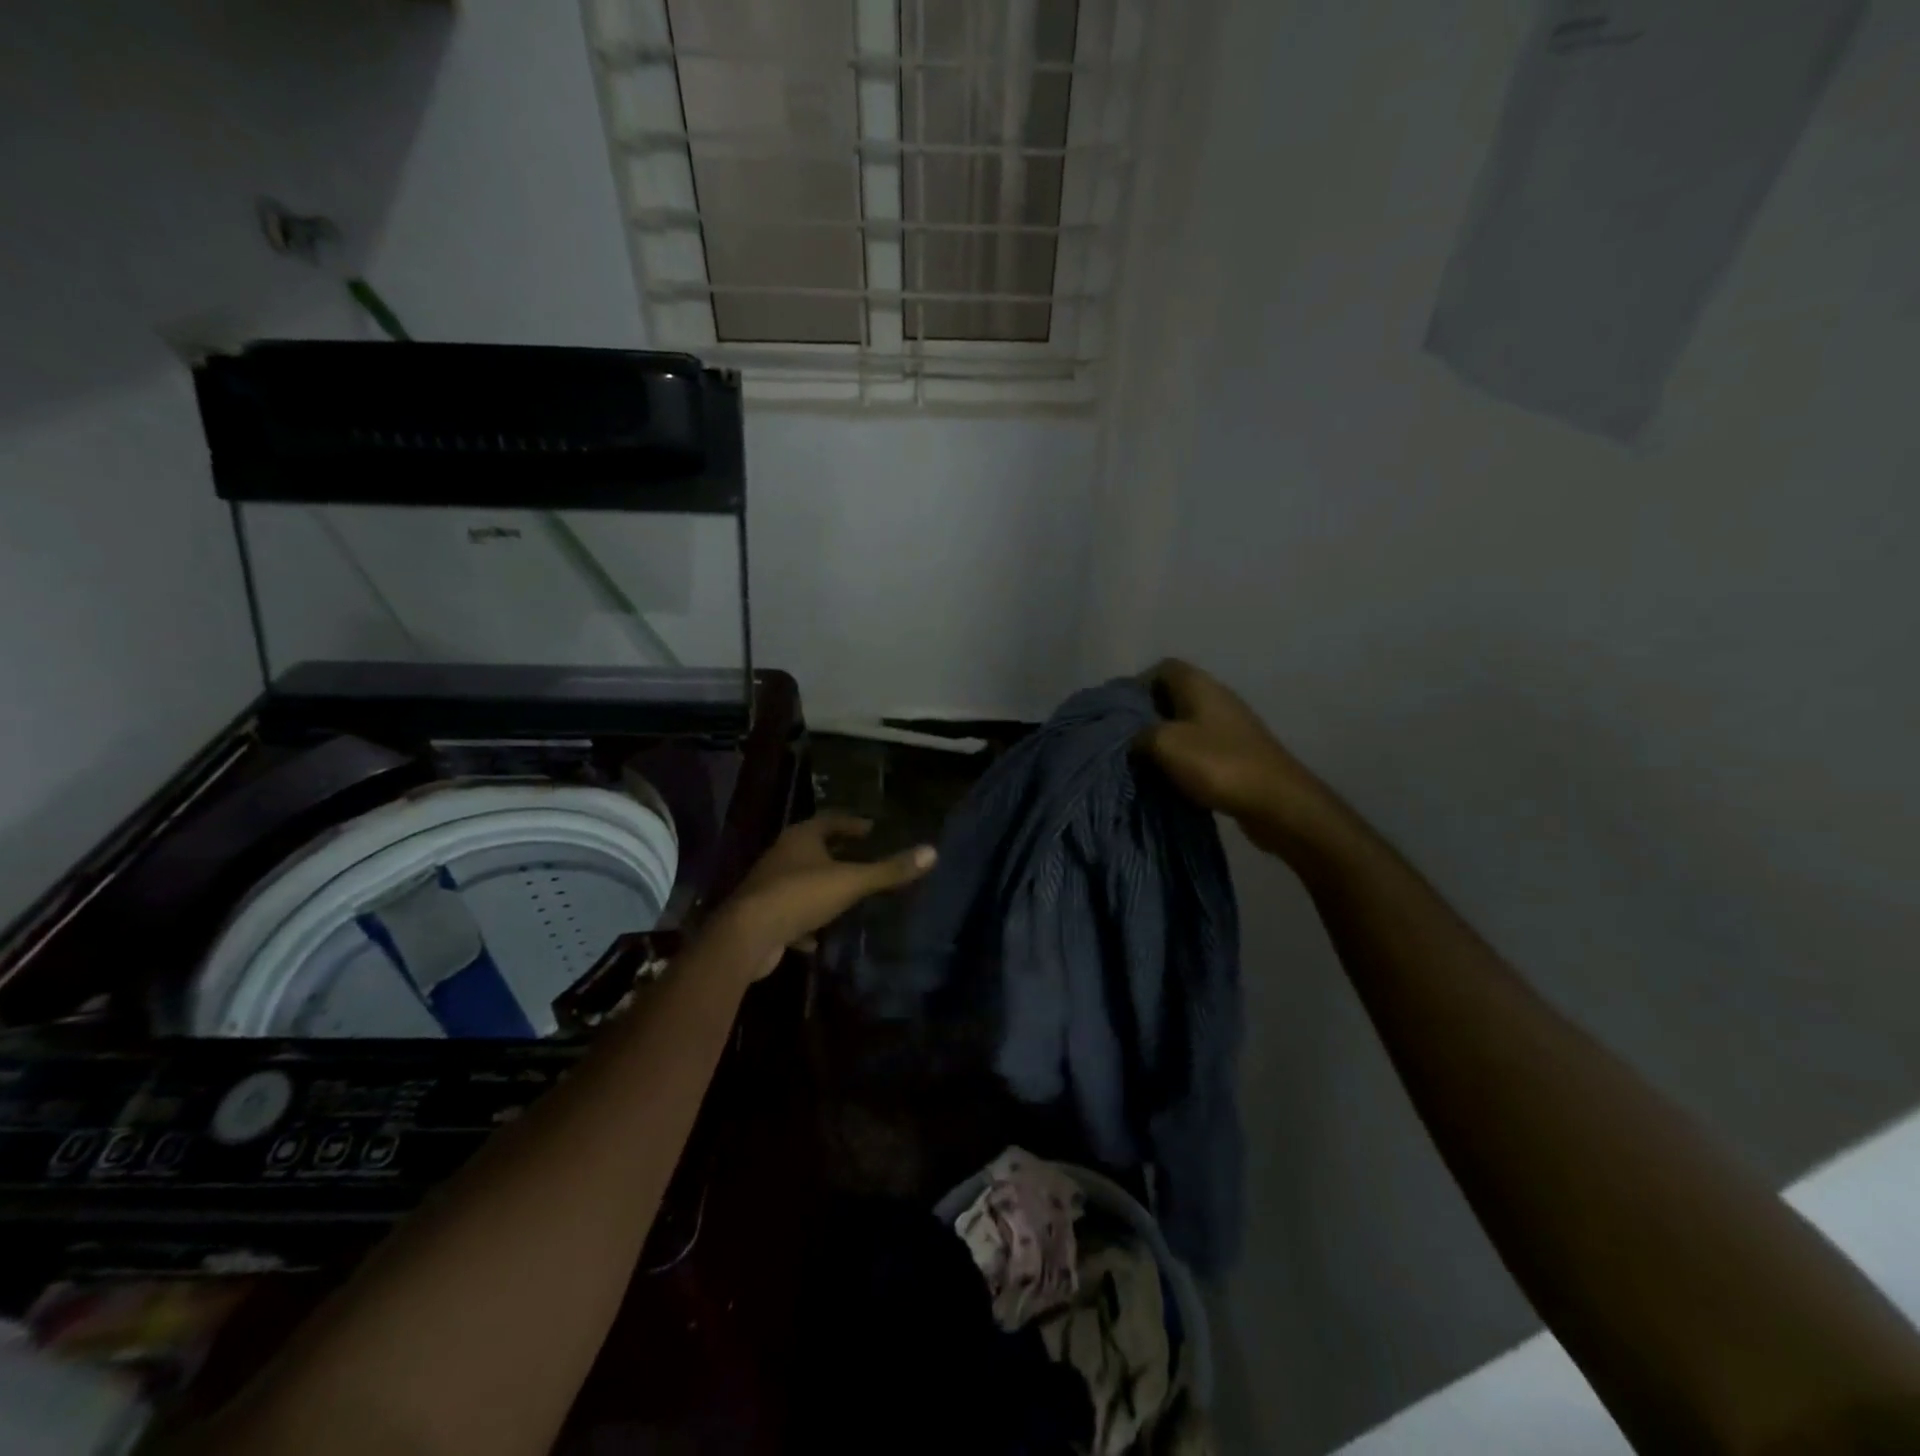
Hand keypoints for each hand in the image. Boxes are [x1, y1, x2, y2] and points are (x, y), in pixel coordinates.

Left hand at [708, 814, 936, 977]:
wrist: (747, 935)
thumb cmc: (801, 896)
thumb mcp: (852, 881)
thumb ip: (889, 870)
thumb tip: (932, 851)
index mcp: (801, 838)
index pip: (831, 820)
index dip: (852, 823)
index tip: (872, 828)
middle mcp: (782, 855)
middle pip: (814, 848)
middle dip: (837, 852)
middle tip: (863, 856)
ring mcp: (769, 885)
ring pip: (801, 880)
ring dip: (822, 886)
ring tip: (846, 894)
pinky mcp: (763, 915)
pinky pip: (790, 913)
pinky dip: (806, 921)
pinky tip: (819, 937)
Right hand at [1137, 659, 1318, 850]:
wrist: (1277, 803)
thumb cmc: (1218, 764)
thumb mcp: (1164, 744)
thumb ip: (1137, 734)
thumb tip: (1129, 737)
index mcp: (1199, 685)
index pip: (1162, 668)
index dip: (1137, 686)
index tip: (1119, 714)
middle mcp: (1216, 698)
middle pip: (1172, 696)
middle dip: (1146, 717)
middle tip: (1125, 741)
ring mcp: (1229, 726)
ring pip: (1185, 724)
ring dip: (1164, 741)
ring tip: (1144, 763)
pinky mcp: (1237, 752)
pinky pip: (1200, 747)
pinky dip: (1182, 760)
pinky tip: (1171, 779)